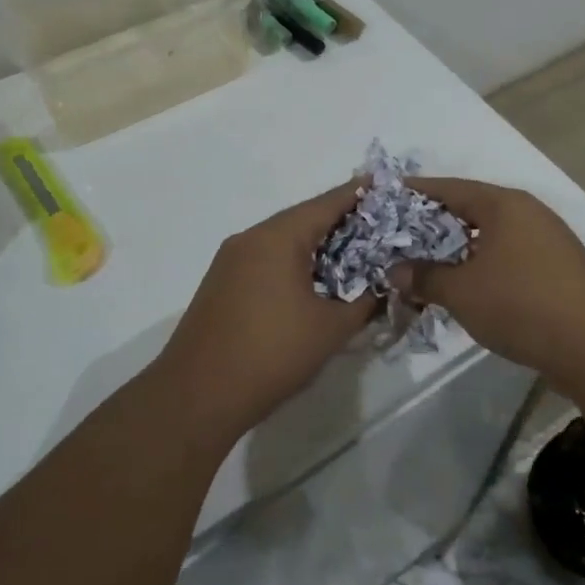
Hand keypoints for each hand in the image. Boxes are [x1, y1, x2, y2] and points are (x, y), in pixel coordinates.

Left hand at [153, 183, 379, 437]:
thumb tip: (383, 285)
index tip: (387, 188)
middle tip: (380, 228)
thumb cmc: (271, 354)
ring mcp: (231, 260)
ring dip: (317, 245)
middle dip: (341, 222)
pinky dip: (294, 262)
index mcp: (278, 238)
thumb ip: (364, 301)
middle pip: (303, 218)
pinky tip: (314, 281)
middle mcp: (251, 238)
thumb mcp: (331, 329)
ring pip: (283, 240)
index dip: (359, 195)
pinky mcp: (222, 283)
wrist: (197, 395)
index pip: (326, 203)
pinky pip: (266, 259)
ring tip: (354, 255)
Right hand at [388, 178, 584, 382]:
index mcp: (504, 205)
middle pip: (470, 209)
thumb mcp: (462, 291)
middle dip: (433, 223)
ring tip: (426, 264)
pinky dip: (481, 264)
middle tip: (398, 236)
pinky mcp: (556, 268)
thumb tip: (395, 271)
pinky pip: (507, 255)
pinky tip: (465, 286)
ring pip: (489, 235)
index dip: (415, 192)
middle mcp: (527, 213)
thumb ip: (424, 276)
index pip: (449, 188)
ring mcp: (546, 240)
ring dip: (457, 248)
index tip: (385, 196)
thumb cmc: (521, 305)